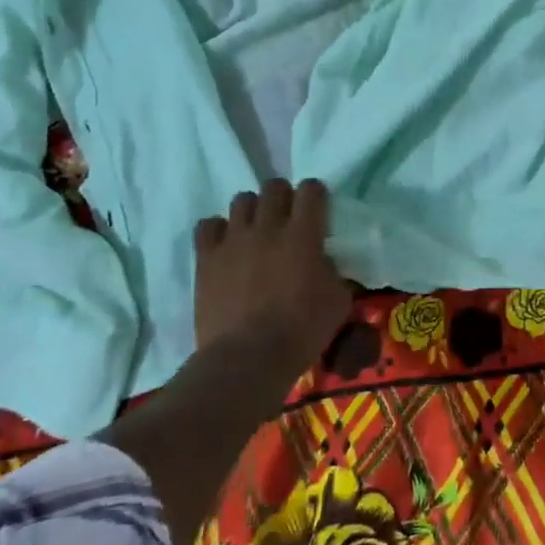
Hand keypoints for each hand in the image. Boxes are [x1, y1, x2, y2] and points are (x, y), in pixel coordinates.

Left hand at [194, 180, 352, 384]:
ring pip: (242, 200)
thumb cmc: (301, 331)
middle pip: (274, 187)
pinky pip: (207, 225)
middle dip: (283, 196)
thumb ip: (333, 272)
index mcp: (303, 234)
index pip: (311, 190)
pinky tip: (225, 245)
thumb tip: (323, 262)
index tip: (317, 209)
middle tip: (287, 219)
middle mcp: (268, 226)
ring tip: (255, 231)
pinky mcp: (207, 257)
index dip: (315, 194)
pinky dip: (218, 230)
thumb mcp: (338, 302)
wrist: (248, 357)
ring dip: (252, 211)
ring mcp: (234, 239)